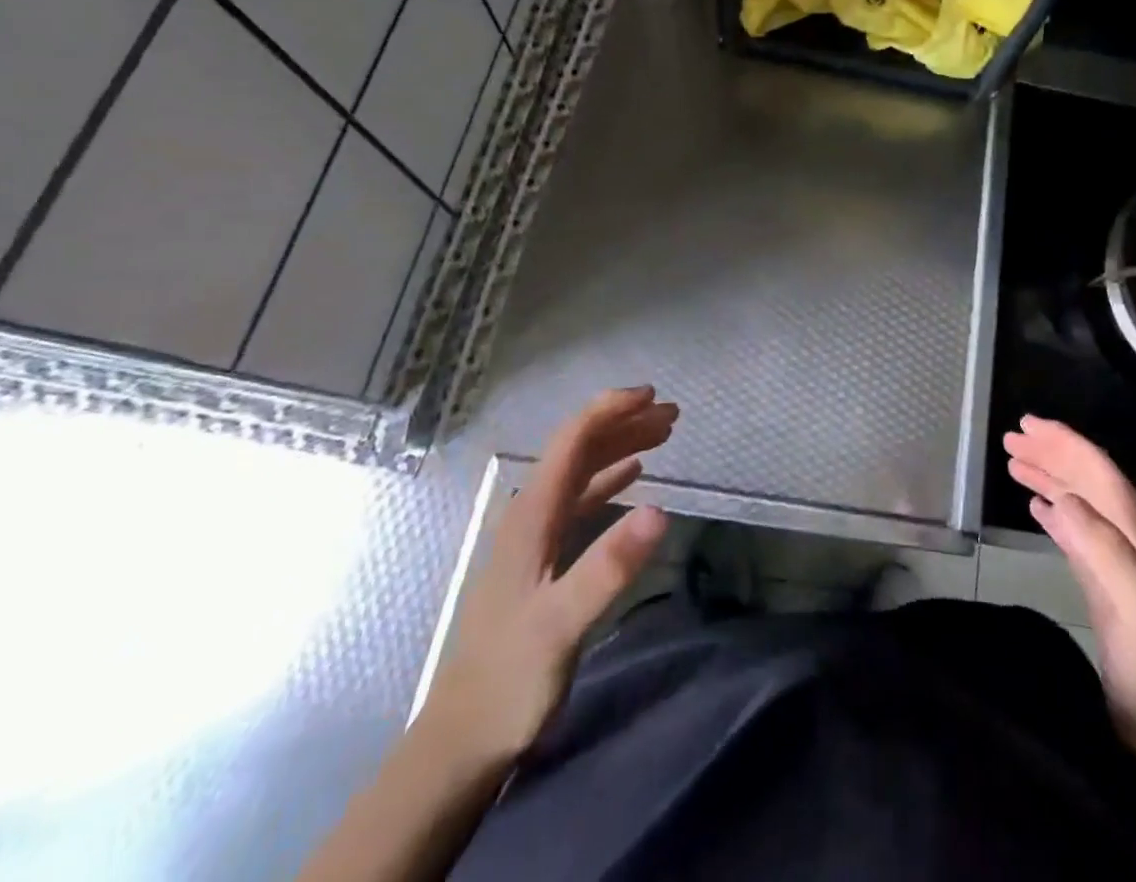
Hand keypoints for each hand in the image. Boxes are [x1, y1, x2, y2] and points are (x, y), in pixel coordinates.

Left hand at [418, 385, 678, 772]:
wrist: (463, 739)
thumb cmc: (510, 678)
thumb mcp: (562, 624)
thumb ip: (608, 567)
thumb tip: (660, 509)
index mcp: (532, 515)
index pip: (572, 440)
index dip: (610, 410)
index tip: (652, 396)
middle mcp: (532, 514)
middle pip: (580, 449)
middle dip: (624, 423)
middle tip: (673, 414)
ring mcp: (536, 537)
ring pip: (583, 472)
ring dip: (621, 446)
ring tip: (663, 433)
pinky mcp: (544, 559)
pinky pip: (583, 500)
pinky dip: (611, 478)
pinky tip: (634, 477)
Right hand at [1003, 416, 1135, 764]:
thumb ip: (1104, 546)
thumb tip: (1062, 497)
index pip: (1098, 469)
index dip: (1063, 442)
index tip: (1026, 423)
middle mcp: (1128, 534)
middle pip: (1085, 479)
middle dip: (1050, 453)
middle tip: (1010, 438)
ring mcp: (1116, 559)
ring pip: (1077, 501)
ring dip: (1047, 477)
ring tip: (1013, 463)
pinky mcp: (1102, 583)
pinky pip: (1074, 532)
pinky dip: (1053, 511)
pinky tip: (1035, 507)